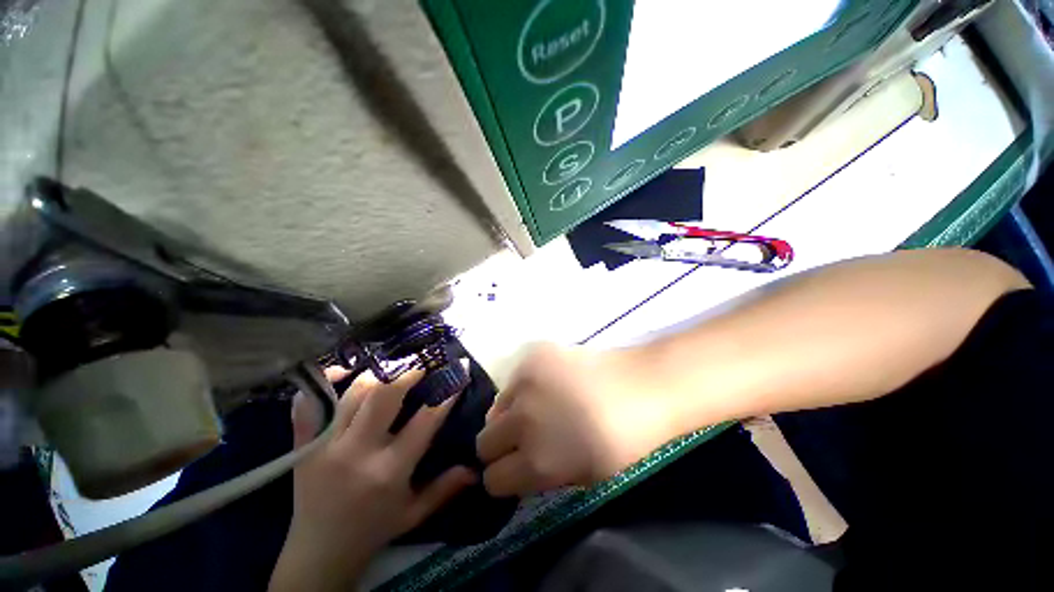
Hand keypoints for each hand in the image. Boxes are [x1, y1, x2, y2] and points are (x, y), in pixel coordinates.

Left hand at [270, 368, 474, 591]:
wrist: (318, 554)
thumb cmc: (373, 531)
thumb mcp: (414, 514)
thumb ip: (445, 489)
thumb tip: (476, 468)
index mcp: (389, 472)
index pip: (425, 421)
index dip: (446, 394)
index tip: (458, 373)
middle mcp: (357, 453)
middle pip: (385, 396)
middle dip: (408, 374)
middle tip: (422, 366)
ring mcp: (325, 446)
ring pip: (354, 393)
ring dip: (378, 375)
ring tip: (392, 370)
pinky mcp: (304, 445)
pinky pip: (309, 405)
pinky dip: (324, 384)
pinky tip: (343, 374)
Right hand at [476, 344, 680, 496]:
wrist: (643, 386)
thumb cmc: (624, 442)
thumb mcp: (583, 477)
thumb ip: (542, 475)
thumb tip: (519, 464)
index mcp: (538, 461)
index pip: (493, 479)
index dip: (504, 477)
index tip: (514, 470)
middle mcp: (523, 420)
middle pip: (484, 442)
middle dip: (500, 446)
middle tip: (523, 438)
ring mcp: (526, 382)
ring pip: (496, 408)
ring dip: (511, 414)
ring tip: (537, 407)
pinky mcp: (533, 356)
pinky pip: (513, 379)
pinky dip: (523, 387)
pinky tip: (547, 384)